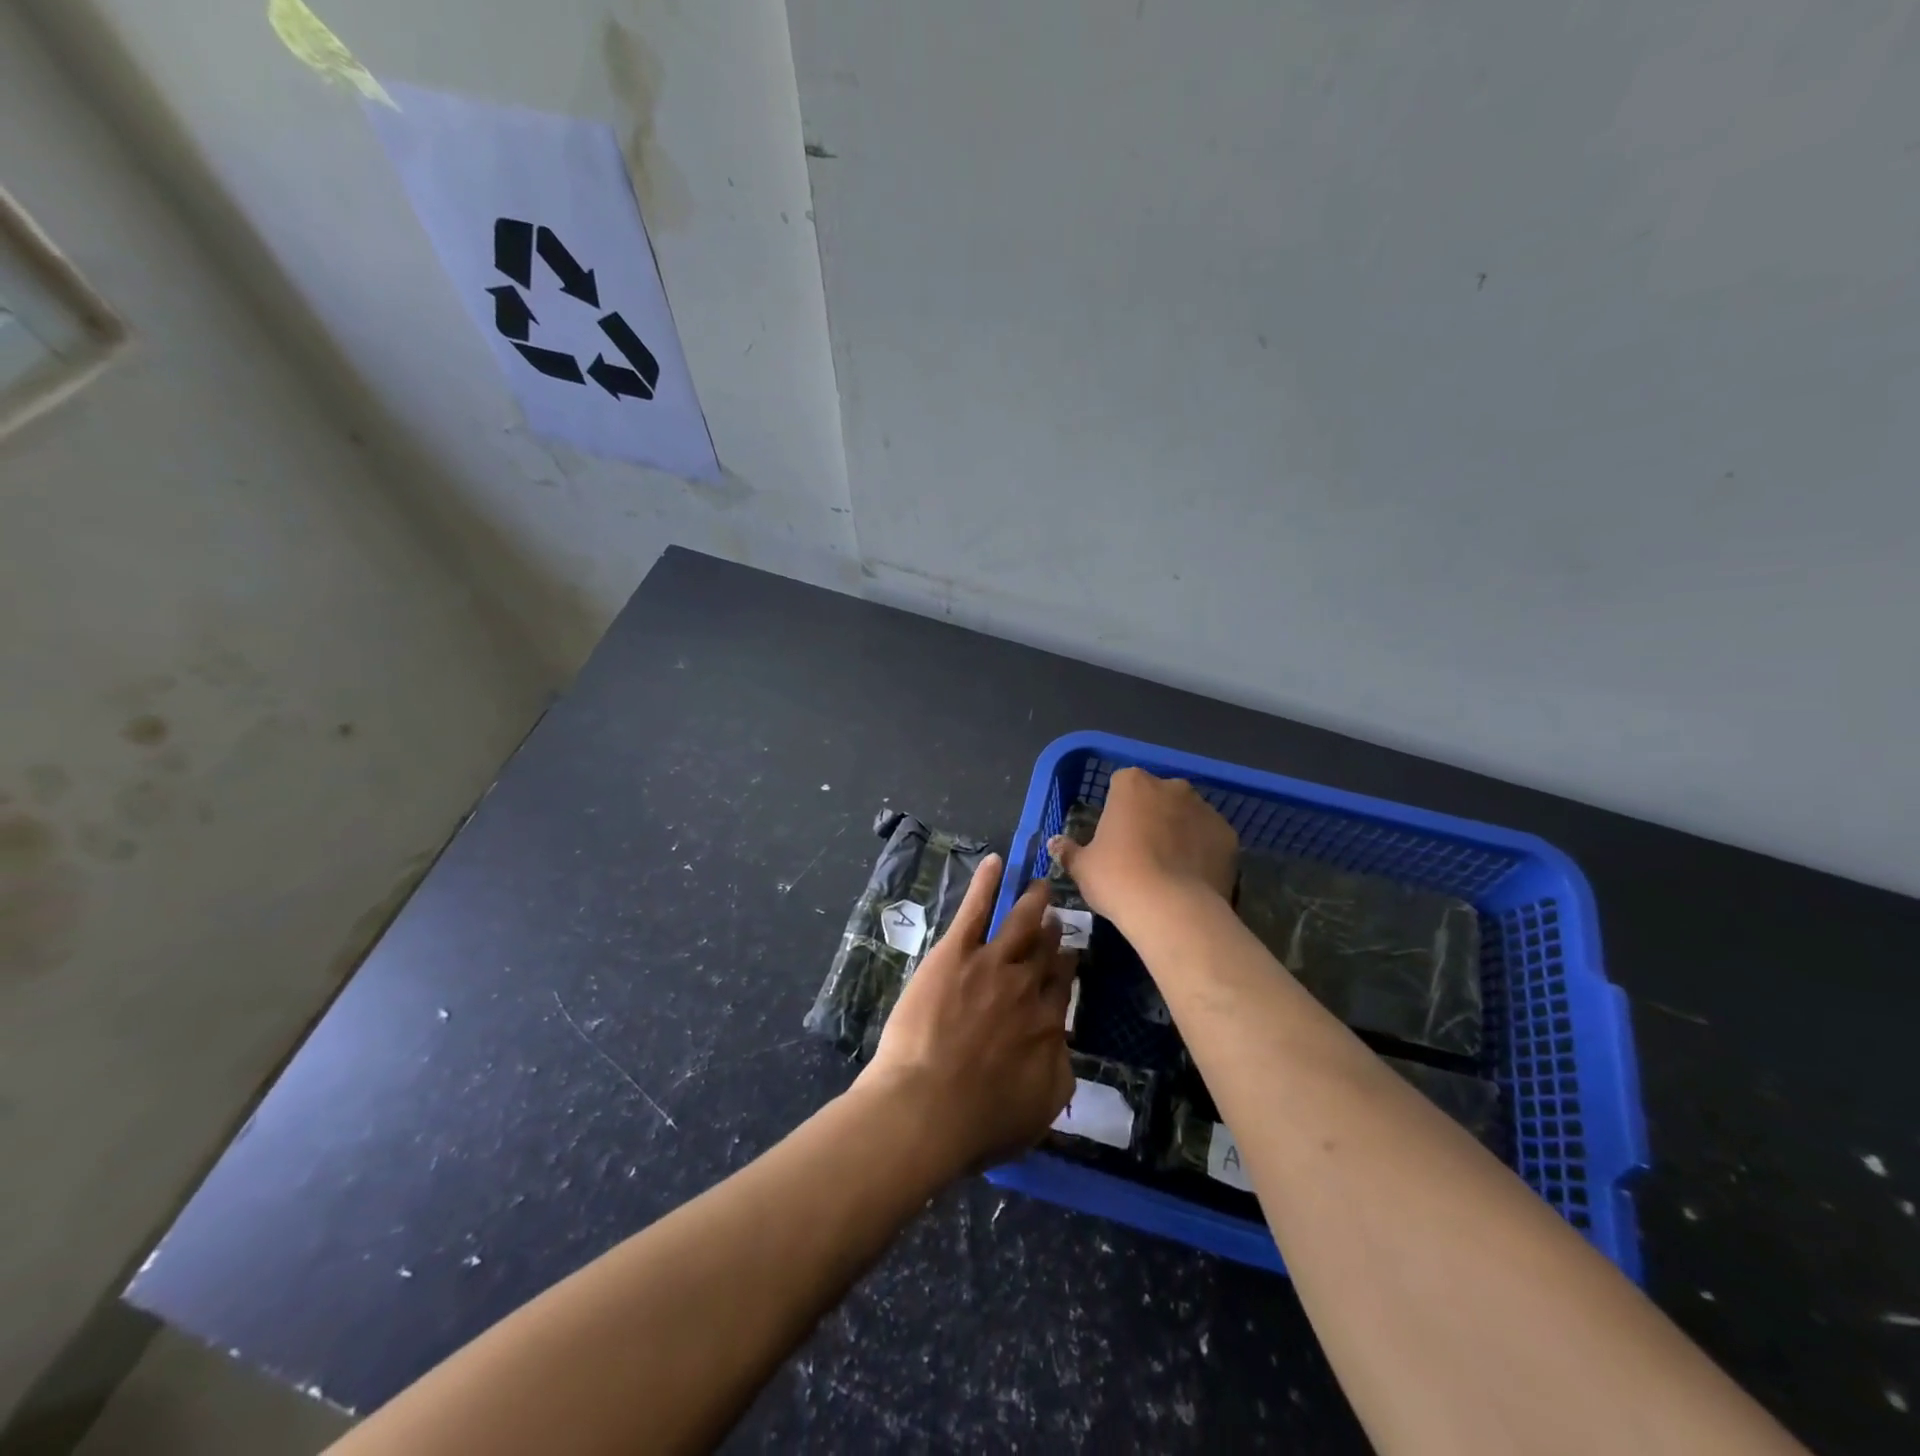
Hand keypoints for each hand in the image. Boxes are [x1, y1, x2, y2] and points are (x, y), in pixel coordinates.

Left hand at [856, 854, 1075, 1174]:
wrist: (928, 1107)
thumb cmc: (979, 1121)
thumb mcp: (1040, 1110)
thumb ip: (1059, 1071)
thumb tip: (1063, 1043)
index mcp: (1047, 1024)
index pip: (1062, 986)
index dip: (1066, 968)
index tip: (1070, 955)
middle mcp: (1025, 987)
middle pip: (1044, 952)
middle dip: (1052, 933)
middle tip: (1056, 918)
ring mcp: (991, 964)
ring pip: (1020, 924)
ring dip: (1032, 902)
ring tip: (1040, 886)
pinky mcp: (955, 953)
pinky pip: (975, 910)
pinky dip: (987, 884)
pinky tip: (996, 862)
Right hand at [1048, 768, 1238, 924]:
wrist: (1173, 910)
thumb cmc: (1118, 879)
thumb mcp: (1082, 867)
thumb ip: (1068, 851)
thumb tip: (1054, 843)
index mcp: (1132, 784)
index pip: (1121, 784)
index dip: (1117, 808)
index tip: (1113, 834)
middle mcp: (1171, 786)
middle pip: (1158, 795)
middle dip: (1151, 815)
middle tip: (1140, 851)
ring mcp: (1205, 809)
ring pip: (1187, 815)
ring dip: (1179, 831)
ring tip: (1169, 868)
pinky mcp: (1228, 835)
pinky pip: (1210, 838)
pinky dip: (1202, 851)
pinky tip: (1192, 878)